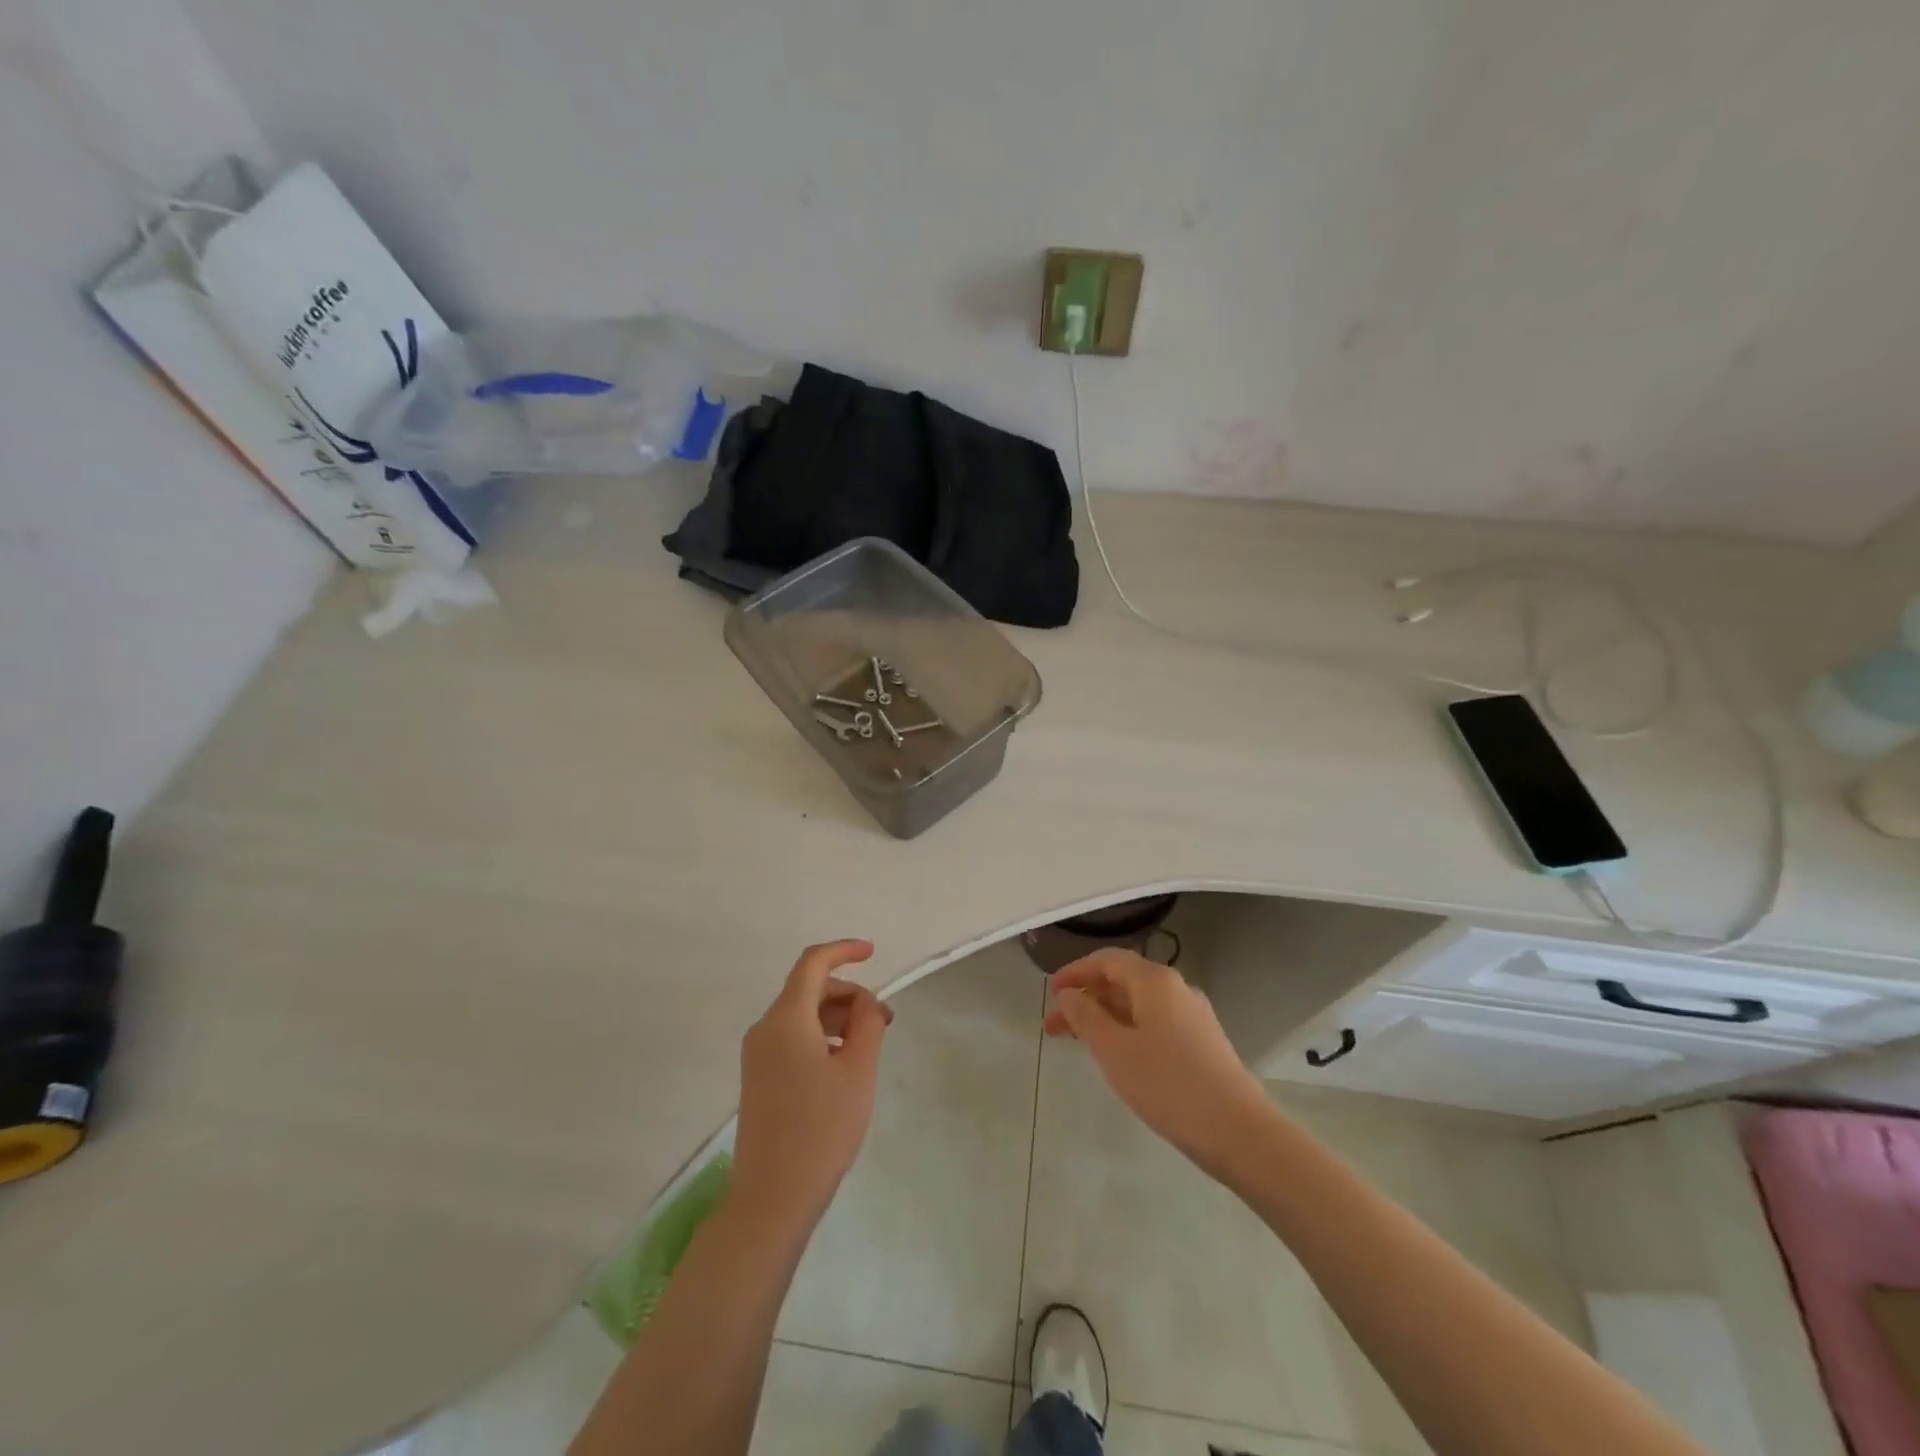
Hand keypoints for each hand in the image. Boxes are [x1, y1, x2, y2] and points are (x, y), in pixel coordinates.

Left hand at [733, 941, 893, 1231]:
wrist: (772, 1198)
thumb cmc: (822, 1129)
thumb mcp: (859, 1070)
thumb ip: (867, 1023)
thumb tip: (866, 1002)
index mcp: (786, 1019)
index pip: (813, 963)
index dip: (843, 951)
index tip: (873, 952)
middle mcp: (765, 1028)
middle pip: (808, 989)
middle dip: (849, 994)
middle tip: (884, 1020)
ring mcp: (758, 1055)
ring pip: (802, 1015)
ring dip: (837, 1017)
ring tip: (870, 1045)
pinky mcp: (759, 1077)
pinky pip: (793, 1038)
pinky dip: (821, 1036)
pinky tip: (844, 1065)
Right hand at [1045, 948, 1272, 1180]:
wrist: (1237, 1130)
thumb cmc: (1167, 1084)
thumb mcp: (1113, 1049)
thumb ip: (1085, 1016)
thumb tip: (1070, 994)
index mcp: (1154, 981)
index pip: (1107, 960)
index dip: (1075, 972)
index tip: (1051, 993)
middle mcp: (1176, 988)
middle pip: (1122, 981)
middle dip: (1086, 999)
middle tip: (1054, 1027)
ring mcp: (1193, 1015)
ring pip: (1139, 1005)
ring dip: (1105, 1017)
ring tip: (1080, 1044)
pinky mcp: (1203, 1042)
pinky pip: (1155, 1023)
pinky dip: (1128, 1030)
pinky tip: (1119, 1057)